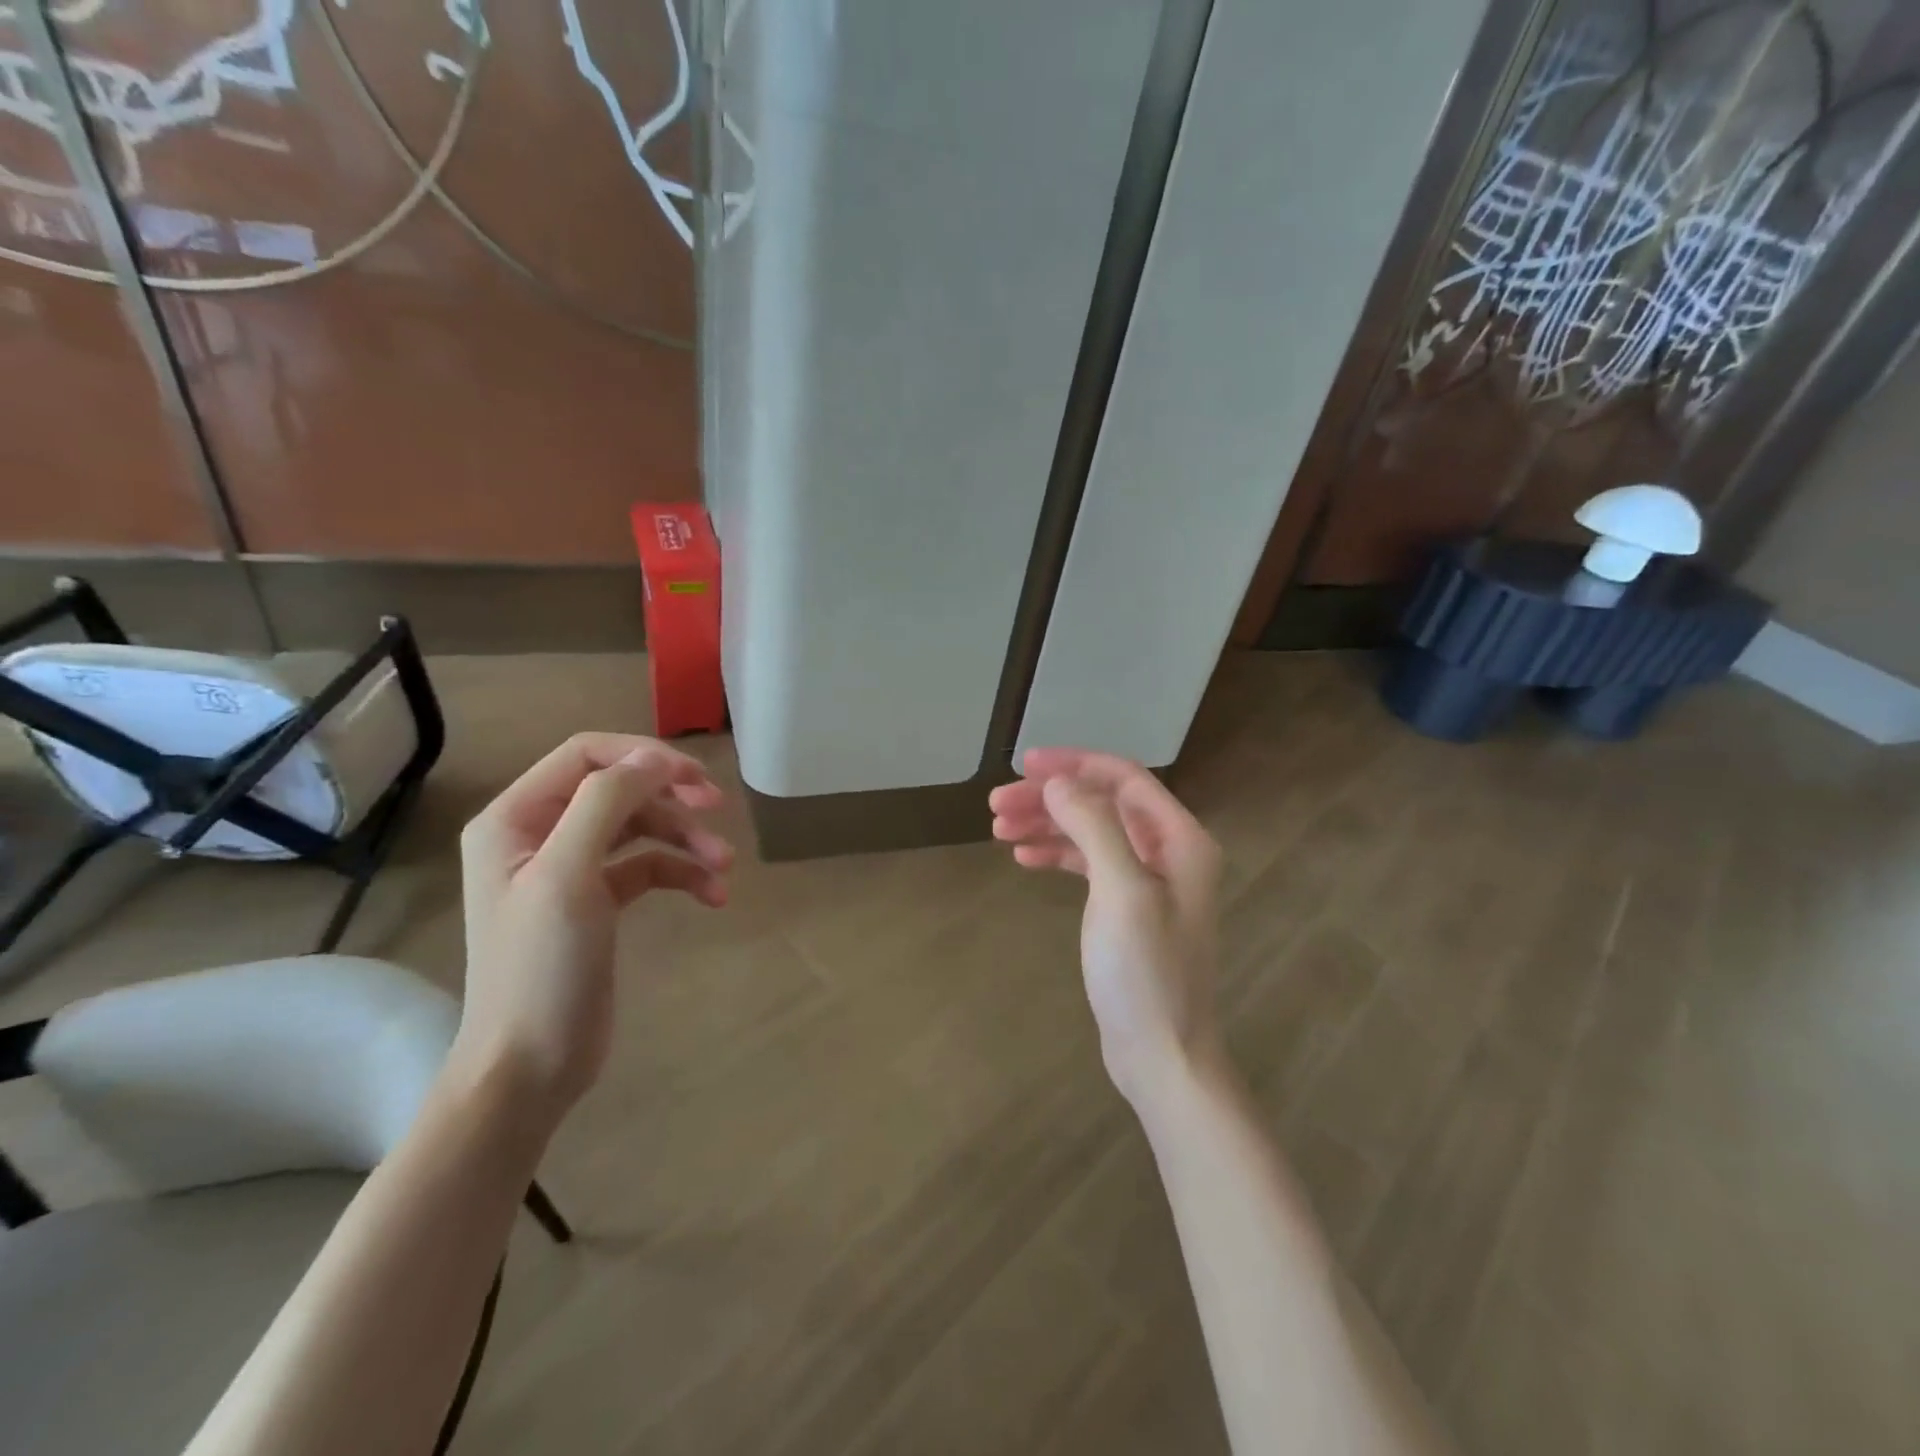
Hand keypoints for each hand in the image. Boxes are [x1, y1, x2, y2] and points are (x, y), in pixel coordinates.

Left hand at [452, 732, 732, 1118]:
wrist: (529, 1066)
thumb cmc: (540, 968)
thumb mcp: (568, 875)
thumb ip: (605, 803)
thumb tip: (654, 760)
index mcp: (515, 818)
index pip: (586, 755)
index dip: (643, 756)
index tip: (695, 778)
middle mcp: (539, 834)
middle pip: (618, 788)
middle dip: (671, 796)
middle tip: (717, 806)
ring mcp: (569, 868)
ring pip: (639, 827)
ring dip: (685, 839)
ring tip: (725, 866)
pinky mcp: (597, 902)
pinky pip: (647, 867)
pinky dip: (682, 873)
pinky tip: (713, 895)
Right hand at [989, 748, 1224, 1108]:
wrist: (1162, 1055)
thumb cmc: (1146, 973)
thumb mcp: (1121, 892)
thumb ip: (1093, 827)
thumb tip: (1057, 782)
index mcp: (1180, 839)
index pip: (1123, 778)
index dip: (1074, 764)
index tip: (1024, 765)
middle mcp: (1168, 852)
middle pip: (1102, 804)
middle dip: (1050, 798)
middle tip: (996, 803)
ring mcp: (1148, 882)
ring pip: (1091, 833)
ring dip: (1047, 825)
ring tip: (998, 828)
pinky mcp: (1127, 909)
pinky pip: (1088, 865)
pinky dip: (1056, 855)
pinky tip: (1023, 857)